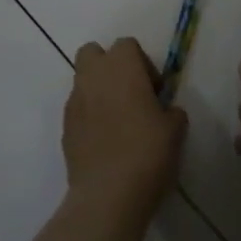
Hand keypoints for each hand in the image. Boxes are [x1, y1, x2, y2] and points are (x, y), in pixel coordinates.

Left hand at [65, 39, 187, 217]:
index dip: (142, 63)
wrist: (108, 195)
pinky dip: (89, 117)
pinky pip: (77, 111)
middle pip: (92, 53)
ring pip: (82, 82)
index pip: (127, 45)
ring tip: (118, 122)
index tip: (154, 90)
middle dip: (108, 66)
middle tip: (130, 93)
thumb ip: (171, 111)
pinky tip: (105, 142)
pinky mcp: (64, 130)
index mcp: (122, 67)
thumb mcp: (175, 128)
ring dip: (98, 92)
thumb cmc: (147, 152)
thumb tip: (164, 111)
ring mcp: (74, 103)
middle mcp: (93, 77)